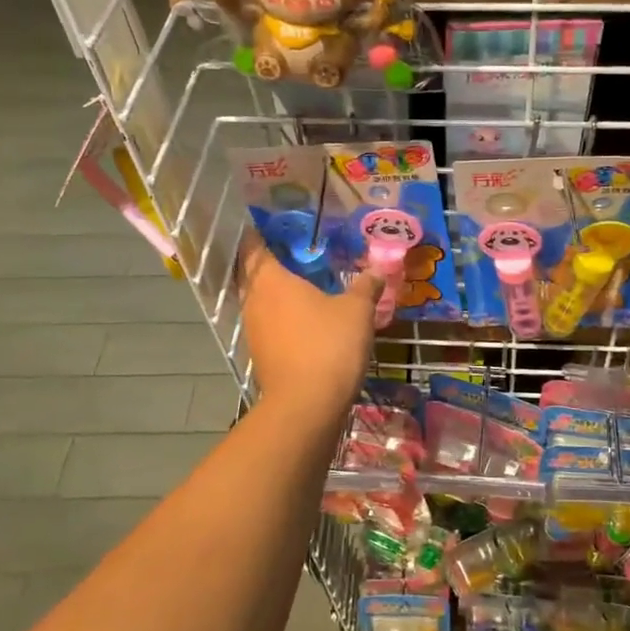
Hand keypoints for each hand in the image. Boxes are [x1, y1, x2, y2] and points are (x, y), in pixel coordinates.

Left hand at [237, 237, 381, 418]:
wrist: (307, 405)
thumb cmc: (329, 345)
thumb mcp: (357, 311)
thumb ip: (366, 286)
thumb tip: (377, 270)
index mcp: (270, 280)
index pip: (254, 247)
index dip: (259, 234)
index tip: (272, 225)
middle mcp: (254, 301)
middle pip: (252, 274)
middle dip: (267, 263)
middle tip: (293, 253)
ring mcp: (253, 330)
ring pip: (259, 302)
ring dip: (274, 293)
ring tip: (301, 286)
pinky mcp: (260, 355)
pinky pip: (267, 325)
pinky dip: (280, 318)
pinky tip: (302, 320)